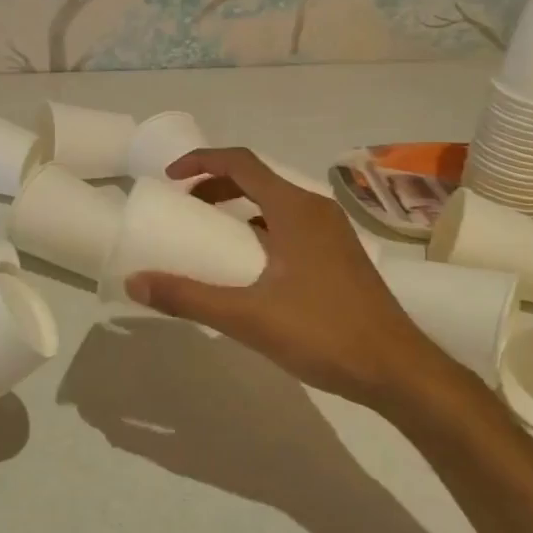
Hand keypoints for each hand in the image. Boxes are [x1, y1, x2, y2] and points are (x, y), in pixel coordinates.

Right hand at [124, 148, 457, 411]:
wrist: (398, 370)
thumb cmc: (323, 333)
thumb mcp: (247, 317)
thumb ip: (189, 297)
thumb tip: (134, 281)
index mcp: (295, 210)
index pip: (241, 162)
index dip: (201, 161)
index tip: (169, 178)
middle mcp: (315, 210)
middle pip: (257, 178)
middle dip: (215, 186)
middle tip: (183, 207)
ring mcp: (332, 232)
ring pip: (275, 203)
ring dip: (238, 208)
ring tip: (209, 233)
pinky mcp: (339, 255)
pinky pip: (290, 225)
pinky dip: (260, 229)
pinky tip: (248, 266)